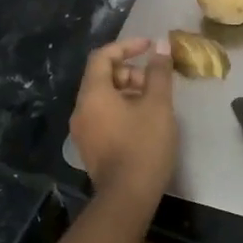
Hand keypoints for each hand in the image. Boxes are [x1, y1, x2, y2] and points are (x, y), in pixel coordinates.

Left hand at [69, 37, 176, 212]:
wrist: (127, 197)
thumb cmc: (144, 145)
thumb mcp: (158, 104)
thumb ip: (159, 72)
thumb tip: (161, 45)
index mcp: (93, 94)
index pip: (102, 56)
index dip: (127, 46)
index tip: (150, 46)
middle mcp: (81, 109)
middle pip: (102, 77)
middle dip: (130, 72)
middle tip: (156, 82)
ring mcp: (83, 131)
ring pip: (103, 98)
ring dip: (128, 91)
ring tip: (154, 103)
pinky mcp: (90, 147)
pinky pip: (103, 116)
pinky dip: (122, 109)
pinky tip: (144, 122)